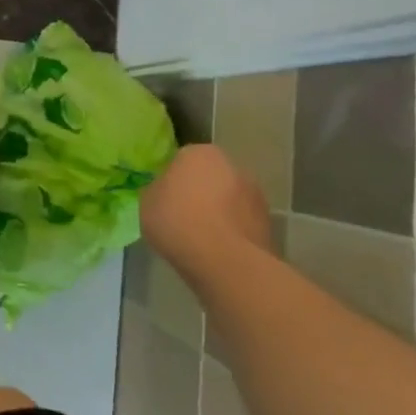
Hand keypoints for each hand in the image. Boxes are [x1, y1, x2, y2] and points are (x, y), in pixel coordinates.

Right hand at [140, 145, 274, 272]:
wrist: (225, 261)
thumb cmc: (178, 222)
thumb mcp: (147, 202)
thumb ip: (158, 190)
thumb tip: (166, 192)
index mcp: (198, 152)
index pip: (181, 160)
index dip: (172, 180)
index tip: (165, 199)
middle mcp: (231, 164)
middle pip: (209, 177)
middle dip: (199, 192)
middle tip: (183, 217)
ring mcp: (254, 193)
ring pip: (228, 199)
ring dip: (219, 212)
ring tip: (202, 238)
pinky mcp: (268, 222)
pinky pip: (241, 222)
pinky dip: (232, 231)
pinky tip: (219, 250)